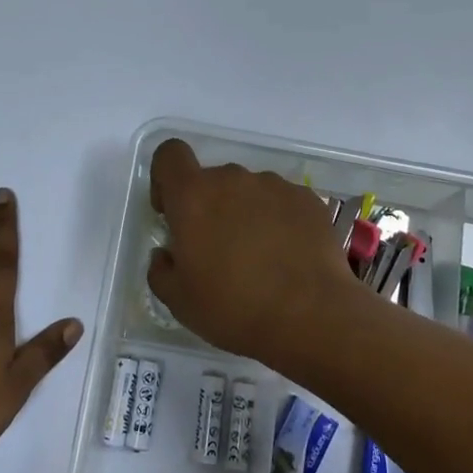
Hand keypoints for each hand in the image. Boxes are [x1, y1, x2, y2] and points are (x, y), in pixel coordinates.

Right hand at [146, 139, 358, 359]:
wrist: (311, 317)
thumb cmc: (233, 307)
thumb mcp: (179, 301)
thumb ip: (161, 269)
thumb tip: (166, 255)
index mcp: (193, 196)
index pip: (170, 155)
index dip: (166, 179)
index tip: (173, 213)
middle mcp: (232, 179)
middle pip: (211, 180)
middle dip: (209, 207)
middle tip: (218, 251)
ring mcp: (274, 186)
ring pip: (248, 191)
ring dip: (245, 214)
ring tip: (259, 258)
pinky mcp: (307, 199)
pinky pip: (281, 202)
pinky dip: (278, 221)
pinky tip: (287, 257)